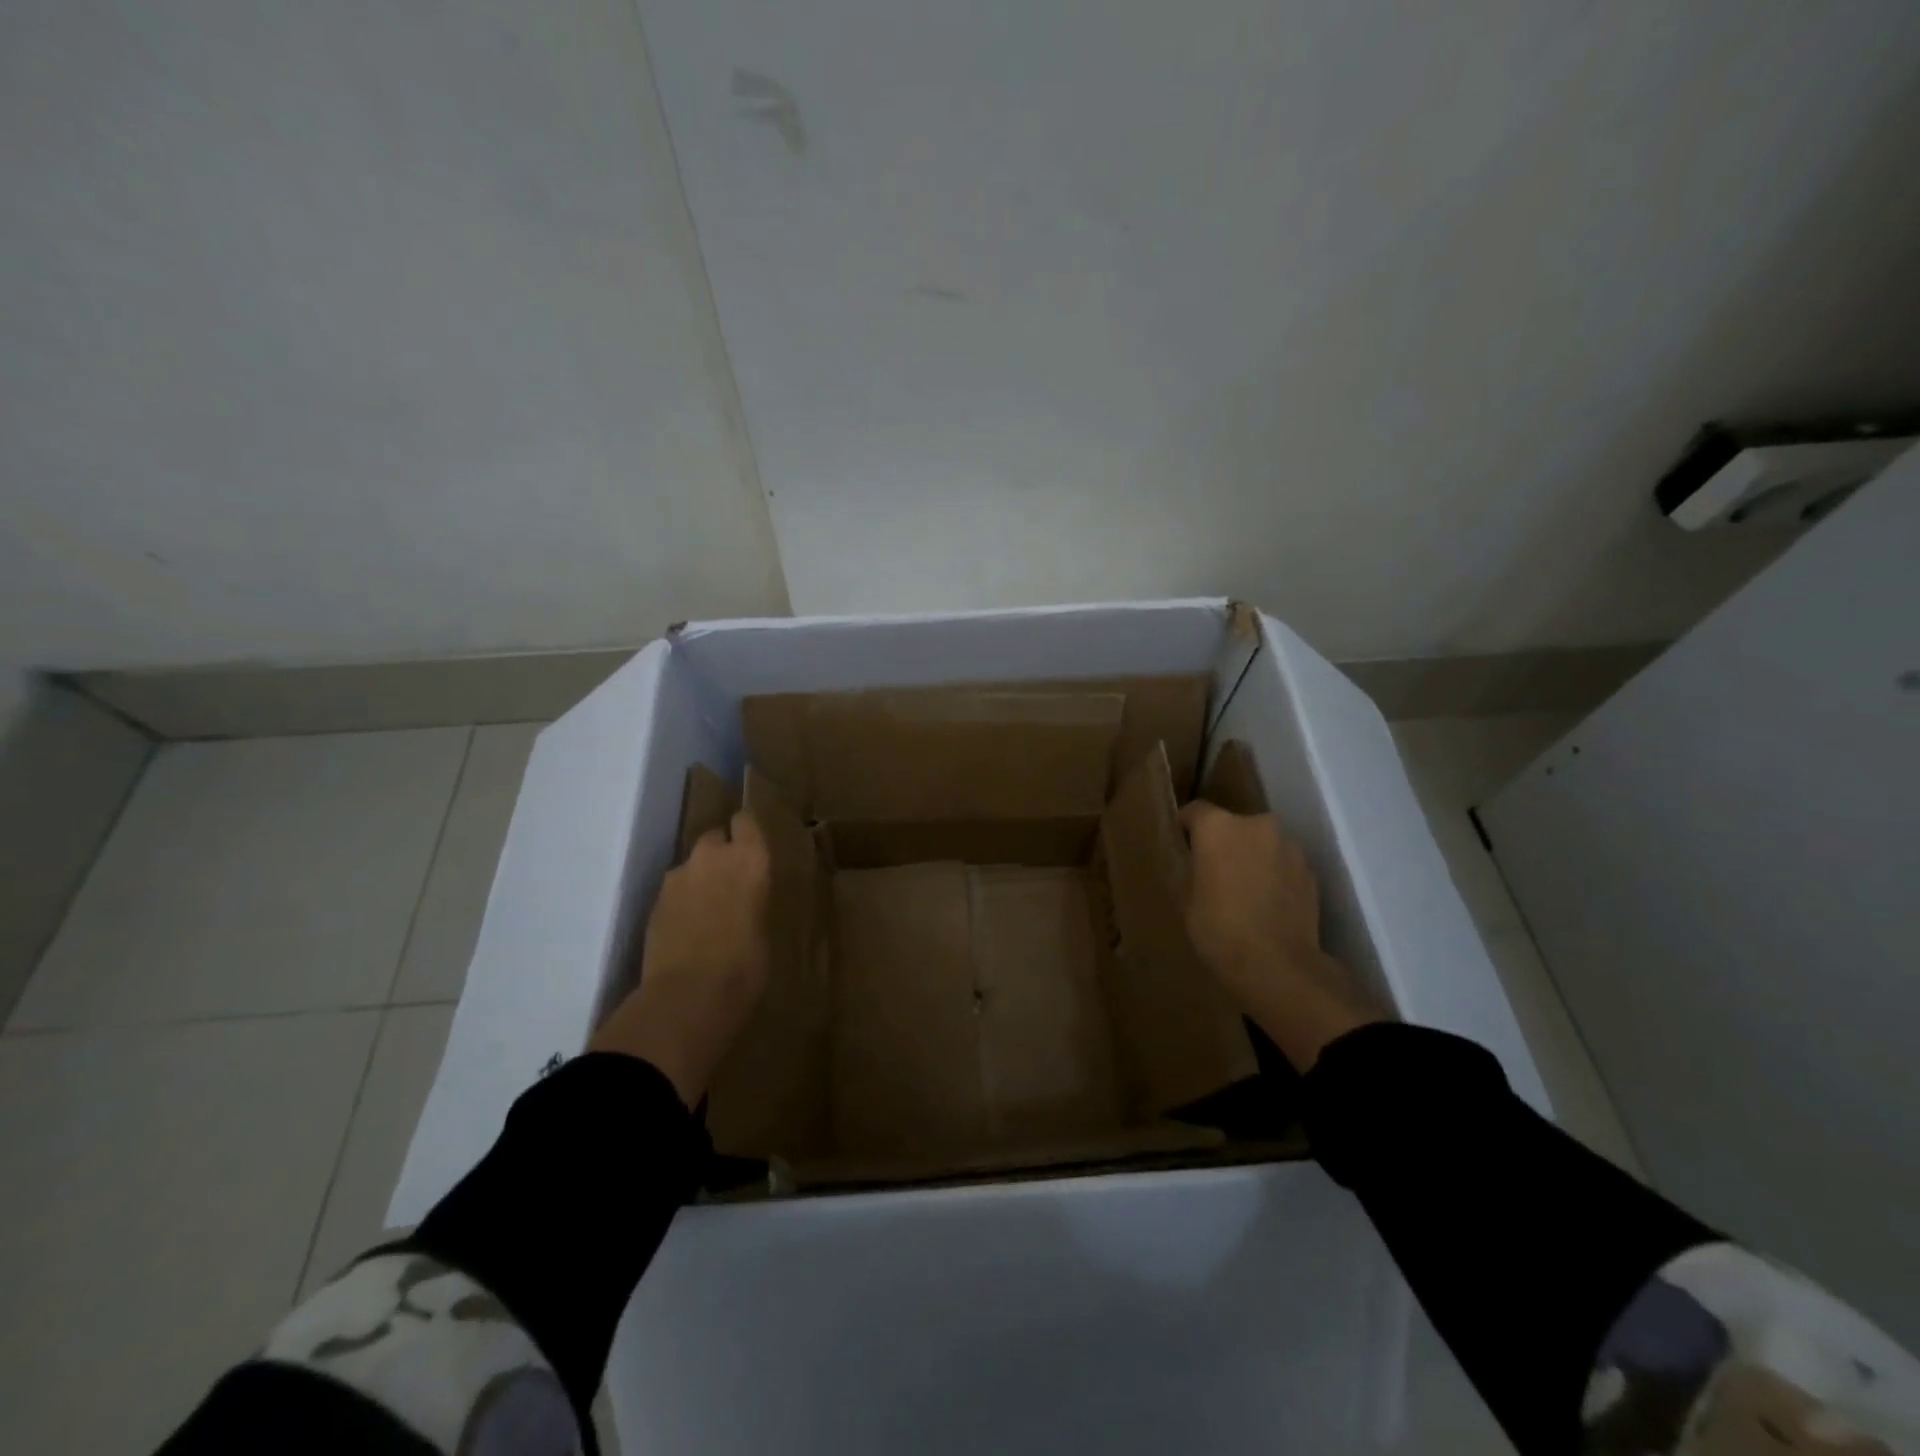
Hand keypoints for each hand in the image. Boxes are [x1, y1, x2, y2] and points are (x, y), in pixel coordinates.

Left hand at [589, 809, 771, 1108]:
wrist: (688, 995)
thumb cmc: (745, 965)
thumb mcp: (763, 927)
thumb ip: (752, 901)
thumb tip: (742, 902)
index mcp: (750, 858)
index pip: (745, 820)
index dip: (746, 832)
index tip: (751, 847)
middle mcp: (712, 856)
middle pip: (714, 838)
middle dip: (720, 855)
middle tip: (730, 884)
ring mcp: (677, 877)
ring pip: (691, 866)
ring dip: (698, 880)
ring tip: (706, 912)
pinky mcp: (653, 901)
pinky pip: (673, 892)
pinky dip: (680, 903)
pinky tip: (687, 930)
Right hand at [1179, 801, 1381, 1070]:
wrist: (1278, 966)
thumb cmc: (1218, 930)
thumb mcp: (1186, 899)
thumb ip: (1193, 869)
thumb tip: (1199, 862)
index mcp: (1218, 827)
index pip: (1195, 811)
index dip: (1186, 828)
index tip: (1183, 846)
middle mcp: (1257, 825)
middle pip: (1233, 826)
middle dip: (1225, 843)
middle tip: (1216, 873)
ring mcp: (1289, 847)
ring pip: (1262, 844)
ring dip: (1253, 858)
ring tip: (1246, 892)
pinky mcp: (1311, 871)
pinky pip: (1284, 864)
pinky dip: (1275, 876)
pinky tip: (1269, 905)